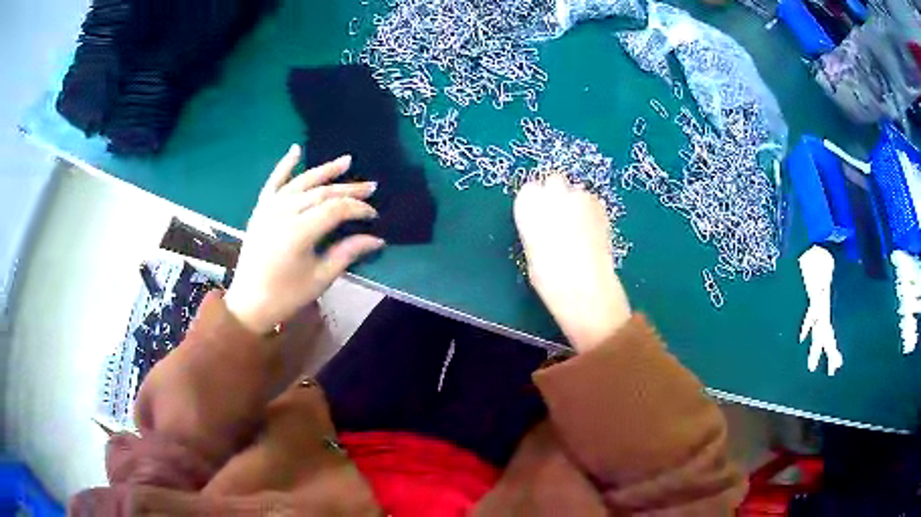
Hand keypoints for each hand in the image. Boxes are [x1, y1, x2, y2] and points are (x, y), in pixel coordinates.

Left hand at [225, 145, 384, 333]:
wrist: (249, 303)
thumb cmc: (286, 296)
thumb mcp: (321, 278)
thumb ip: (348, 253)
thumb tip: (376, 239)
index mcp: (299, 232)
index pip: (336, 209)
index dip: (358, 209)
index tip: (374, 215)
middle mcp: (284, 213)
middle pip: (322, 193)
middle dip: (348, 189)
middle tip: (371, 186)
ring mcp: (269, 208)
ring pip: (302, 182)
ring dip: (325, 171)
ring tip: (347, 161)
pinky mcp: (260, 210)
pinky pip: (274, 182)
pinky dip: (284, 165)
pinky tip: (296, 150)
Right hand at [514, 174, 630, 351]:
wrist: (585, 287)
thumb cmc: (549, 279)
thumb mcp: (531, 254)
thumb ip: (536, 231)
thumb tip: (543, 227)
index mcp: (528, 206)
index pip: (529, 191)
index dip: (535, 203)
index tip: (539, 216)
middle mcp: (553, 193)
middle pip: (553, 181)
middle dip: (556, 194)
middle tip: (560, 217)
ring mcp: (580, 197)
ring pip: (576, 191)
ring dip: (576, 203)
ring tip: (580, 228)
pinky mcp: (601, 206)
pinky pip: (593, 202)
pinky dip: (592, 211)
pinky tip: (592, 232)